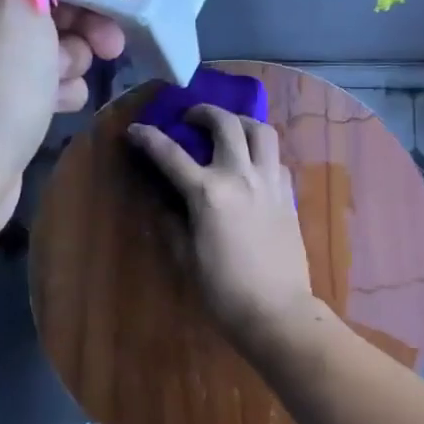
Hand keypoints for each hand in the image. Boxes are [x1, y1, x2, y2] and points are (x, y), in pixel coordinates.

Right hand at [127, 105, 318, 354]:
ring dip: (240, 122)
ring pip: (261, 130)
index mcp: (208, 193)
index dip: (149, 138)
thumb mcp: (186, 256)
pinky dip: (261, 152)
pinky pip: (275, 158)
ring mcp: (270, 182)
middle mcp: (240, 176)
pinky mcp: (288, 195)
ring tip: (228, 129)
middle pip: (226, 124)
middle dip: (203, 112)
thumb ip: (173, 222)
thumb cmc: (223, 290)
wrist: (277, 310)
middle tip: (190, 118)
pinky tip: (251, 166)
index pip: (171, 154)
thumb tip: (166, 201)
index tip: (135, 130)